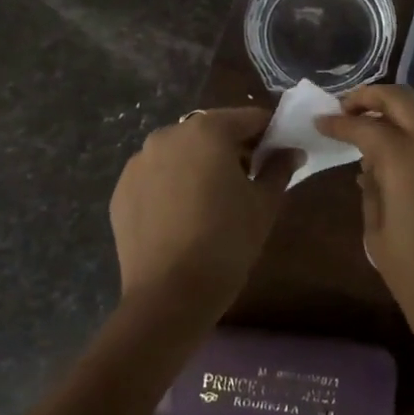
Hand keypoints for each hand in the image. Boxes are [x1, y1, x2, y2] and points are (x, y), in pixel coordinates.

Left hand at [109, 108, 300, 325]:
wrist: (169, 296)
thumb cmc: (227, 241)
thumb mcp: (265, 203)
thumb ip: (279, 168)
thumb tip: (291, 151)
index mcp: (208, 130)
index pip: (249, 118)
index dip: (269, 135)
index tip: (279, 157)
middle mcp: (168, 135)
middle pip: (212, 131)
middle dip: (232, 149)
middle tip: (248, 182)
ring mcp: (139, 162)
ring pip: (181, 152)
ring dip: (199, 165)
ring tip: (211, 201)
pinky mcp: (122, 190)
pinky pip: (156, 176)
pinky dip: (172, 185)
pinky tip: (183, 216)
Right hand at [317, 87, 413, 408]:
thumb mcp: (379, 237)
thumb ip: (372, 192)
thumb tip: (371, 170)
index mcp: (406, 159)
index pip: (366, 125)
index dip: (339, 122)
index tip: (320, 121)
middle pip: (402, 99)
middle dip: (371, 97)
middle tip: (346, 110)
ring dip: (395, 117)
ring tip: (368, 137)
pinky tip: (397, 164)